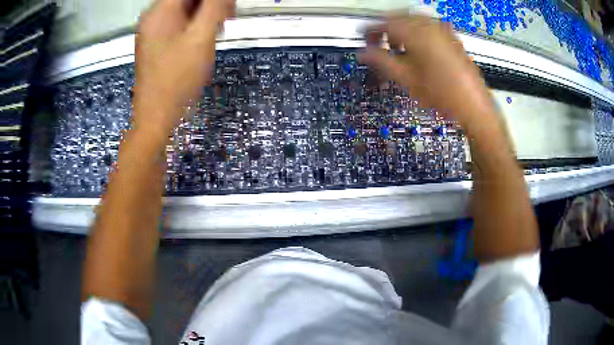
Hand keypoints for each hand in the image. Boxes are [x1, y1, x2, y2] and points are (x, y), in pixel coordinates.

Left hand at [133, 0, 234, 133]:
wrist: (156, 116)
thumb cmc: (177, 80)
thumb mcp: (200, 39)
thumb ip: (213, 8)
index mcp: (160, 11)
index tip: (228, 7)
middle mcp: (153, 16)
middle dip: (211, 3)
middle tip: (228, 17)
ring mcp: (154, 29)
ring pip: (185, 8)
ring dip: (205, 12)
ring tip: (219, 27)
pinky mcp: (157, 41)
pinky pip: (179, 21)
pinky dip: (195, 23)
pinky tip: (205, 36)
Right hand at [360, 14, 494, 124]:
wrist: (473, 106)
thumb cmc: (442, 94)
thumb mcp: (407, 79)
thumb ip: (381, 62)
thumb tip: (363, 53)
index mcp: (416, 33)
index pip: (385, 23)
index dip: (370, 31)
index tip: (364, 40)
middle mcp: (430, 26)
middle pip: (400, 18)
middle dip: (387, 29)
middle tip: (380, 45)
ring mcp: (443, 30)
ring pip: (414, 21)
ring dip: (402, 30)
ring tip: (399, 49)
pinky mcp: (452, 38)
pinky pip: (428, 27)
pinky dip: (417, 33)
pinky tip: (418, 49)